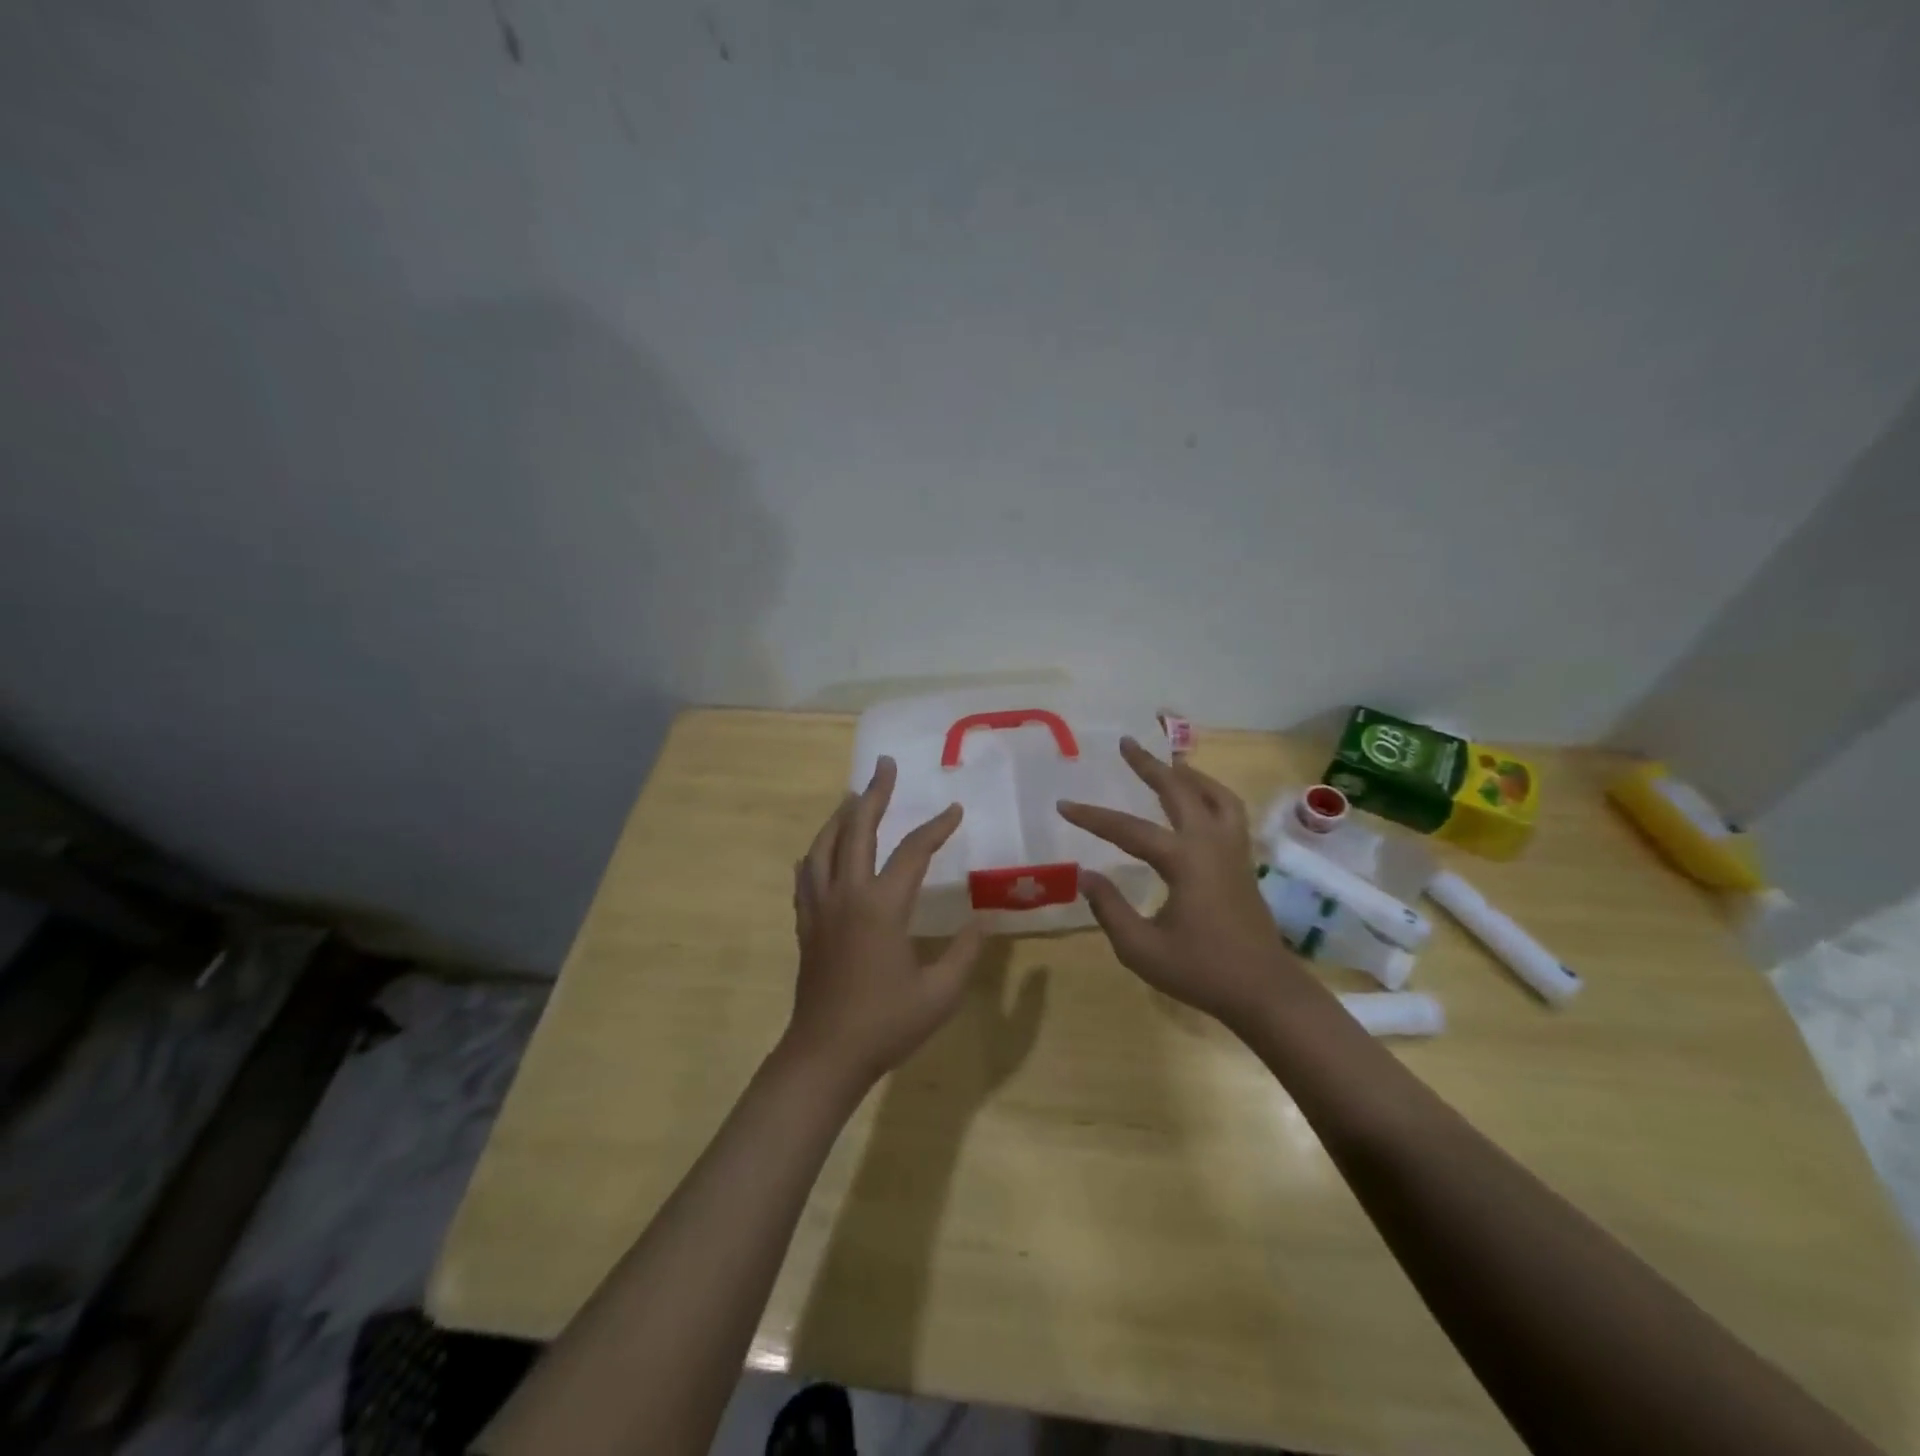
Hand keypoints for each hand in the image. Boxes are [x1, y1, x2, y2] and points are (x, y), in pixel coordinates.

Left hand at [785, 756, 984, 1094]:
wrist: (825, 1055)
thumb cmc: (886, 1024)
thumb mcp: (940, 993)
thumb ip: (965, 952)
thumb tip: (981, 920)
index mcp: (881, 906)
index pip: (912, 852)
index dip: (936, 828)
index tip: (954, 810)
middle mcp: (846, 895)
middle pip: (856, 830)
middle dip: (874, 795)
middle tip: (884, 766)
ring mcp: (819, 908)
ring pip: (823, 847)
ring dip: (839, 817)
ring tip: (853, 798)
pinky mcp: (806, 925)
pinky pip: (806, 876)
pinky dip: (816, 854)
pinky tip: (821, 852)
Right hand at [1059, 737, 1292, 1034]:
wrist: (1264, 991)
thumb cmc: (1201, 972)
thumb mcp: (1141, 948)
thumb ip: (1109, 908)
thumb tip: (1087, 874)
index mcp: (1184, 861)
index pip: (1128, 830)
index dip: (1092, 816)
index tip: (1063, 804)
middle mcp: (1210, 844)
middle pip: (1179, 790)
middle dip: (1149, 765)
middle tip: (1126, 743)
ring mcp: (1233, 850)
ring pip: (1215, 795)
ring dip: (1188, 774)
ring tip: (1167, 763)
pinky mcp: (1244, 862)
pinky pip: (1229, 812)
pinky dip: (1211, 794)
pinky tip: (1199, 801)